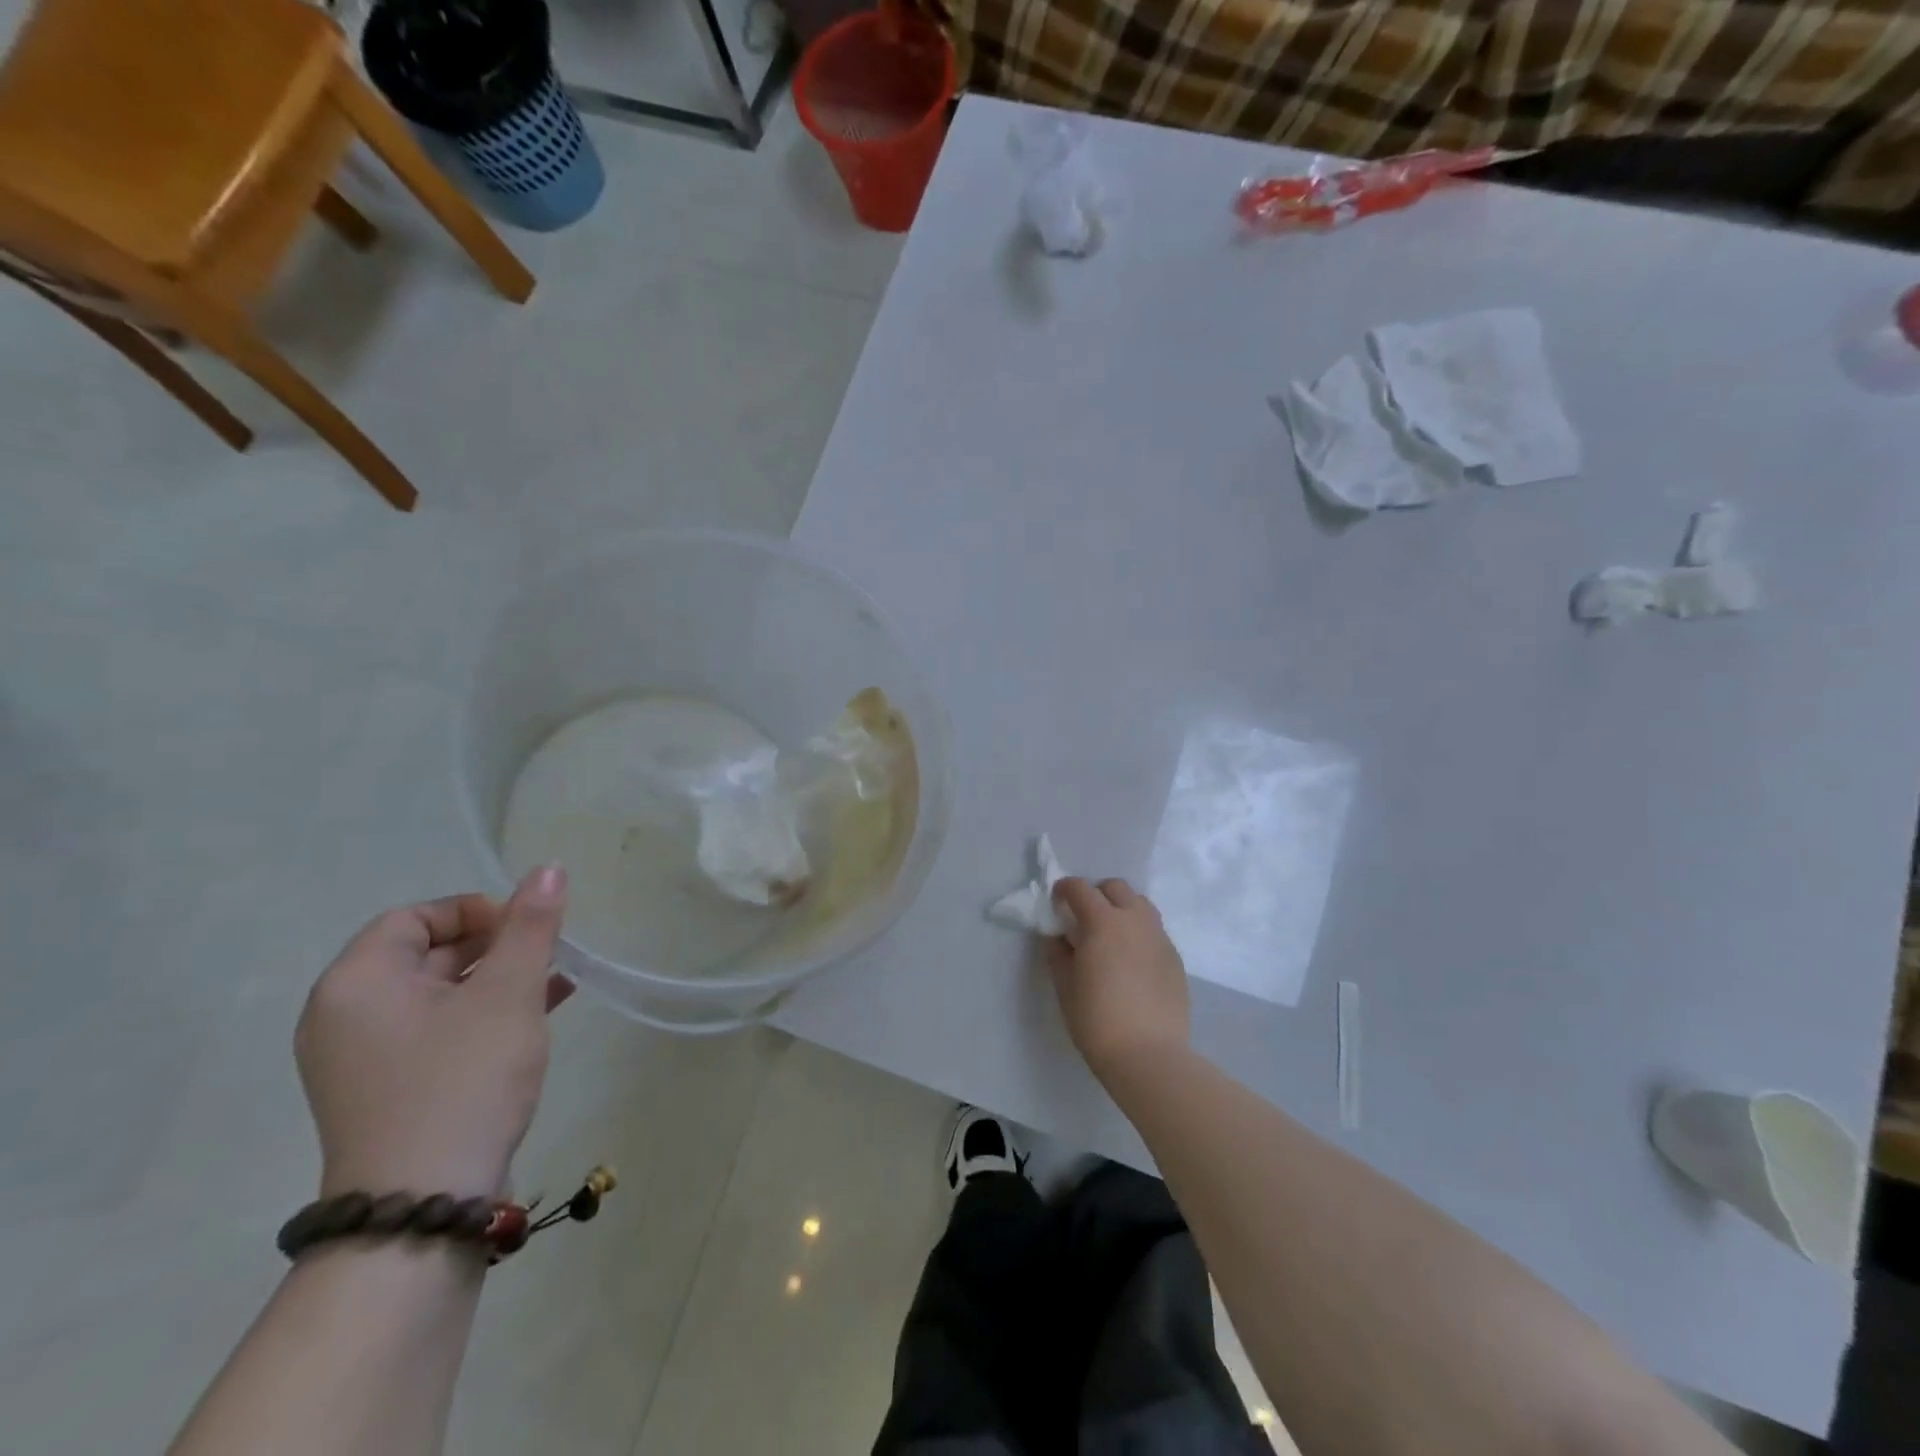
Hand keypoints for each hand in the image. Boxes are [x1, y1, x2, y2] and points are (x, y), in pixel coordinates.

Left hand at [296, 865, 572, 1199]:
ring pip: (440, 994)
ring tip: (556, 981)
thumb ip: (530, 926)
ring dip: (498, 980)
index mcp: (357, 983)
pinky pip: (439, 1030)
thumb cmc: (463, 1081)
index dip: (476, 912)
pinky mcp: (390, 1090)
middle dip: (495, 946)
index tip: (526, 929)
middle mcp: (346, 1016)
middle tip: (548, 955)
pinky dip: (485, 1014)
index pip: (415, 917)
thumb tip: (549, 867)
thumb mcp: (508, 994)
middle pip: (426, 954)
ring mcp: (364, 1059)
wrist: (424, 1207)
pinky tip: (540, 1013)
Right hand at [1047, 877, 1190, 1081]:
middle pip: (1115, 887)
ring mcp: (1160, 937)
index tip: (1056, 902)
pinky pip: (1155, 931)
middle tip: (1084, 917)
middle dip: (1096, 894)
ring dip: (1122, 908)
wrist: (1149, 1055)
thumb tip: (1059, 938)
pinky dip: (1139, 933)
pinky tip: (1132, 961)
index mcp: (1103, 922)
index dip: (1064, 889)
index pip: (1080, 888)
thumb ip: (1058, 954)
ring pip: (1141, 904)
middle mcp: (1134, 920)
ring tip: (1111, 934)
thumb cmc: (1097, 1020)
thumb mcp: (1065, 986)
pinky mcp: (1175, 958)